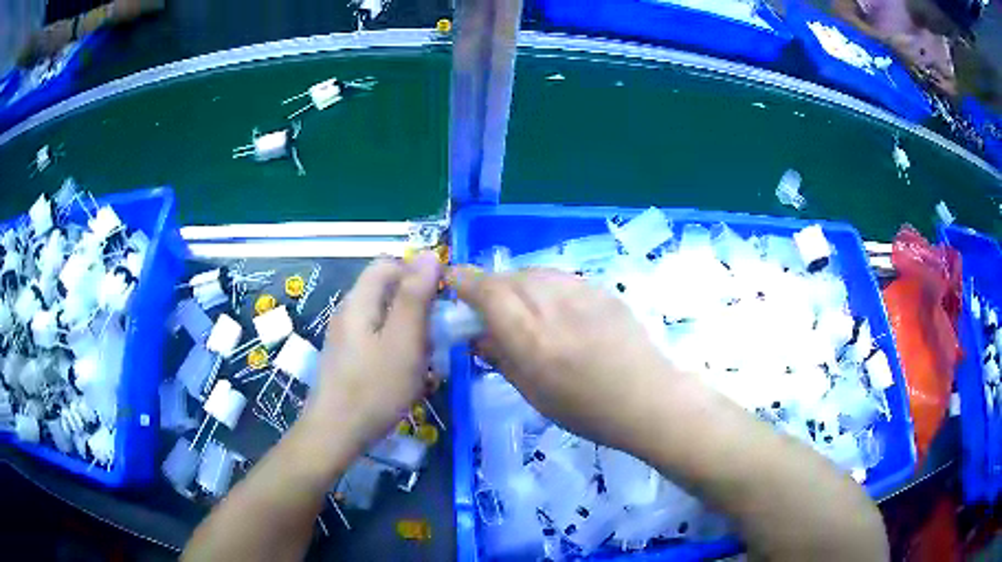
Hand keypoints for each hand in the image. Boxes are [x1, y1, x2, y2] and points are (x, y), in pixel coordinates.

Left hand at [300, 253, 441, 454]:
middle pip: (387, 292)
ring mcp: (346, 338)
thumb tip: (428, 254)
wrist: (336, 433)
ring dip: (411, 333)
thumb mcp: (403, 341)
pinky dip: (398, 351)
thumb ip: (415, 296)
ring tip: (426, 361)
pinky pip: (379, 342)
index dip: (417, 273)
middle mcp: (349, 313)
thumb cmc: (374, 388)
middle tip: (436, 336)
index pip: (388, 264)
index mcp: (359, 301)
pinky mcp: (348, 359)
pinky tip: (408, 376)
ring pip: (385, 319)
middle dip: (417, 308)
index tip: (441, 300)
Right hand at [452, 267, 687, 451]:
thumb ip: (501, 357)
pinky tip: (554, 309)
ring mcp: (579, 292)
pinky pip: (559, 278)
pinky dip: (545, 287)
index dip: (462, 281)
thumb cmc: (586, 410)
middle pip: (507, 277)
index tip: (450, 281)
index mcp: (529, 336)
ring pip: (533, 273)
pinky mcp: (600, 289)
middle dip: (489, 287)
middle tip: (488, 308)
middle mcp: (550, 304)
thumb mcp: (533, 393)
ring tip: (523, 309)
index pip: (485, 291)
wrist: (647, 398)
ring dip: (517, 285)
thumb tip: (479, 336)